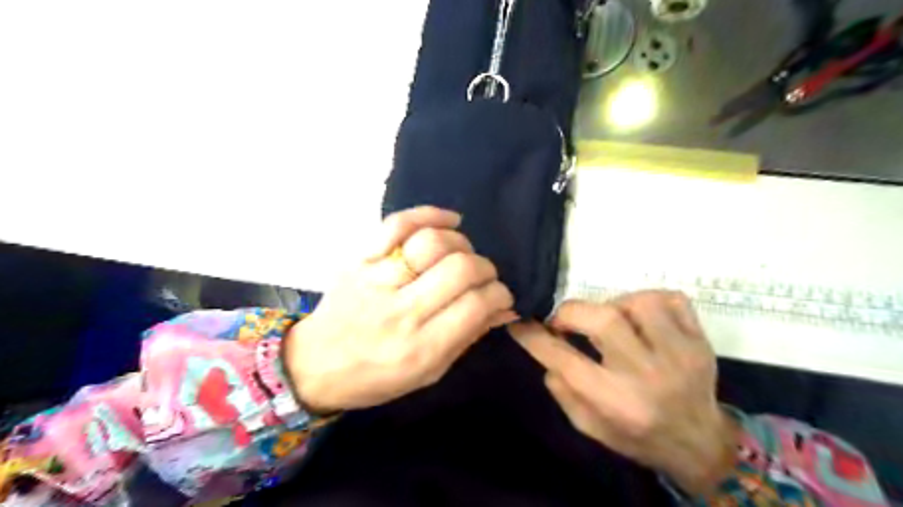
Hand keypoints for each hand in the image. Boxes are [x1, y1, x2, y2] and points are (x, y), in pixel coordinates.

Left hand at [284, 207, 517, 414]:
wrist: (315, 364)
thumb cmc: (376, 377)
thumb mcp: (429, 373)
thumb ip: (468, 337)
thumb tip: (504, 308)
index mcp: (420, 348)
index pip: (475, 305)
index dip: (498, 294)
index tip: (500, 295)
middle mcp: (400, 311)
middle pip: (459, 269)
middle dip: (485, 268)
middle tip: (485, 275)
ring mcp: (376, 280)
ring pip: (433, 243)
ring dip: (461, 244)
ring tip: (463, 254)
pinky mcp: (359, 259)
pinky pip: (397, 224)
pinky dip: (429, 215)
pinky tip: (449, 221)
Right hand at [507, 290, 740, 496]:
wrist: (699, 443)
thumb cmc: (637, 436)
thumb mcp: (589, 427)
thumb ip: (562, 389)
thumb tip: (545, 348)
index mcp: (617, 402)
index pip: (565, 360)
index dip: (535, 337)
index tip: (520, 323)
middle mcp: (648, 375)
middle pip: (604, 320)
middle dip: (570, 311)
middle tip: (563, 320)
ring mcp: (680, 354)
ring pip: (638, 302)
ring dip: (612, 305)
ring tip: (609, 321)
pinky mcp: (699, 340)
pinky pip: (672, 299)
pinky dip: (648, 300)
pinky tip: (640, 318)